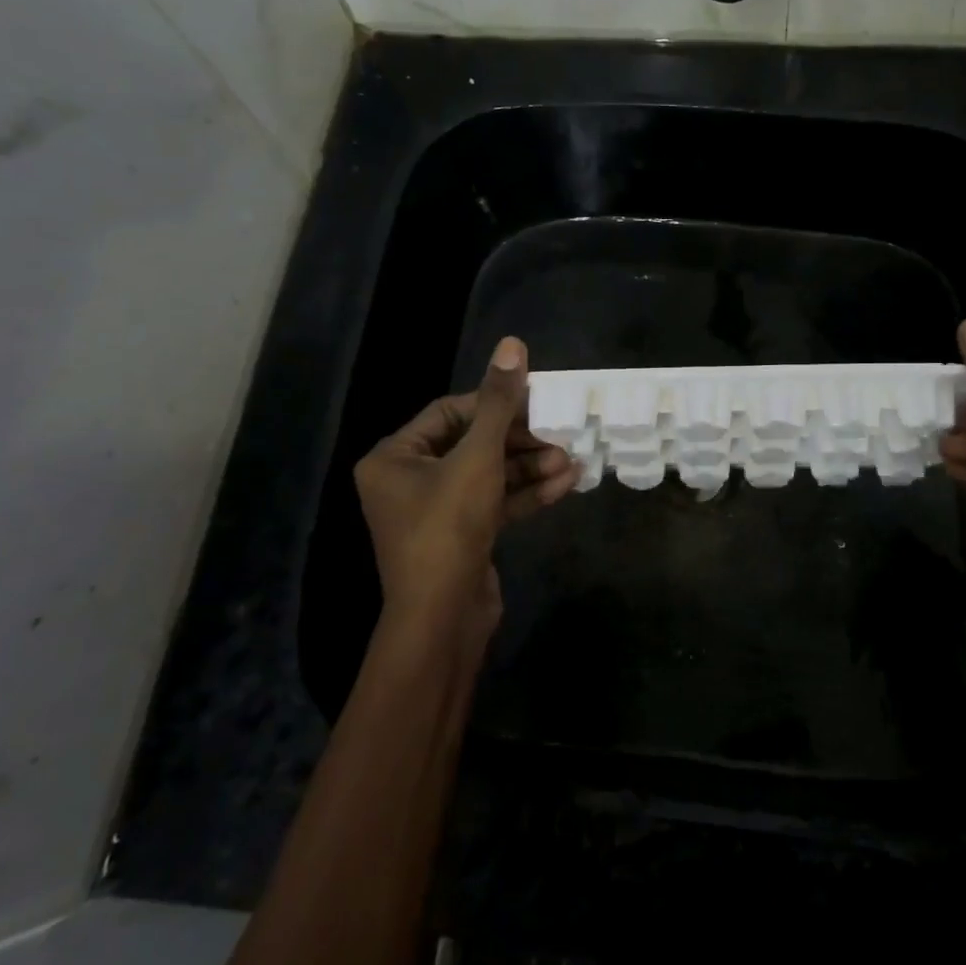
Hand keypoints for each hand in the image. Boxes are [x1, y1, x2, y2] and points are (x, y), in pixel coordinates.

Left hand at [353, 337, 577, 640]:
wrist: (442, 620)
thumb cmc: (448, 527)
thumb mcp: (478, 458)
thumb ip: (499, 403)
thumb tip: (512, 344)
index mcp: (394, 458)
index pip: (450, 412)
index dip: (496, 404)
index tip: (537, 400)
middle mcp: (409, 481)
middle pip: (474, 444)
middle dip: (521, 441)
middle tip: (560, 433)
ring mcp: (437, 512)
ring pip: (489, 475)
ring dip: (530, 467)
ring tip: (571, 459)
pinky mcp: (462, 536)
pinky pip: (495, 503)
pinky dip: (526, 494)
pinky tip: (564, 484)